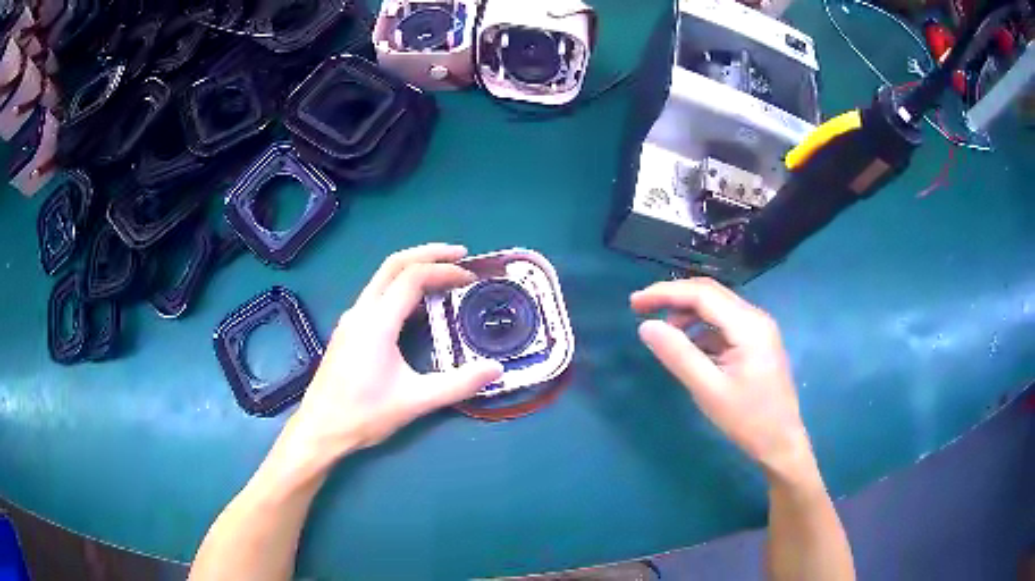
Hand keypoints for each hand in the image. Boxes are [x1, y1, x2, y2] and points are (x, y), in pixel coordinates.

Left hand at [279, 244, 503, 467]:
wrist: (320, 428)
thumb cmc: (364, 414)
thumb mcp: (416, 401)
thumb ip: (458, 384)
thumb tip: (496, 369)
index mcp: (377, 322)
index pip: (413, 277)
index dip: (445, 270)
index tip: (471, 278)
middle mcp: (361, 312)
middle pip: (394, 264)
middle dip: (429, 253)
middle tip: (461, 255)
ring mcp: (351, 320)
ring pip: (382, 278)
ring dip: (413, 269)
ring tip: (443, 276)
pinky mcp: (347, 331)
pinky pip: (376, 296)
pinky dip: (401, 288)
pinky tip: (415, 309)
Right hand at [631, 278, 814, 480]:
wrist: (781, 442)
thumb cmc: (748, 419)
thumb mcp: (708, 390)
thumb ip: (678, 355)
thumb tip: (646, 326)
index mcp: (748, 325)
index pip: (702, 294)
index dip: (665, 293)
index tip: (634, 303)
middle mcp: (756, 318)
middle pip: (710, 293)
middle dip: (674, 298)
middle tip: (641, 309)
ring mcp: (759, 329)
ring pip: (717, 307)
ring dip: (688, 314)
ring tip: (665, 335)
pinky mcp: (757, 342)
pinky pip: (724, 324)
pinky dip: (702, 329)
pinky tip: (689, 348)